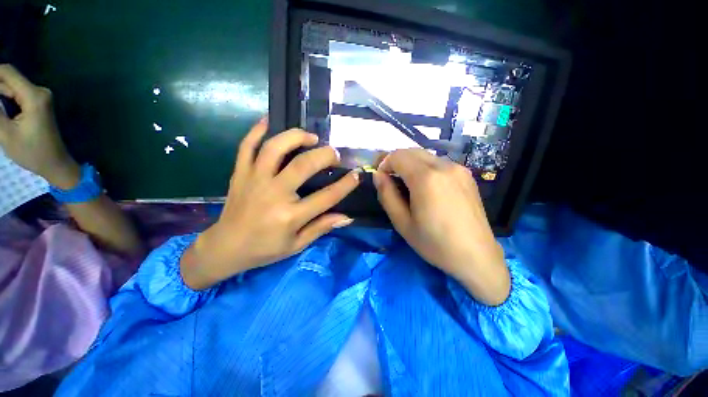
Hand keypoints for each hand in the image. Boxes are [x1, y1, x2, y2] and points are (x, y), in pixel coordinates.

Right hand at [0, 64, 79, 188]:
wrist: (55, 163)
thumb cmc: (31, 152)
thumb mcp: (5, 132)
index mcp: (34, 96)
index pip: (7, 72)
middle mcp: (39, 91)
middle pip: (8, 79)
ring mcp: (40, 97)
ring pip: (10, 86)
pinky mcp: (38, 104)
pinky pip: (16, 94)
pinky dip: (2, 97)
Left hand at [181, 119, 360, 289]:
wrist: (225, 248)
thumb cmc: (265, 249)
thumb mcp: (297, 244)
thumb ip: (322, 227)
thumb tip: (347, 217)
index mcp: (290, 216)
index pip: (326, 197)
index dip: (345, 185)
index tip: (356, 175)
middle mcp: (273, 194)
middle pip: (303, 165)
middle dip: (325, 155)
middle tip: (334, 154)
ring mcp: (254, 180)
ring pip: (275, 148)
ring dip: (296, 137)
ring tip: (311, 137)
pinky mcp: (240, 174)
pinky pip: (246, 146)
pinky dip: (257, 131)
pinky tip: (269, 122)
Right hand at [374, 149, 509, 305]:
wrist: (476, 256)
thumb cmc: (434, 243)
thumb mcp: (402, 223)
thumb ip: (387, 195)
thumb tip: (378, 175)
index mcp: (426, 178)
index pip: (398, 156)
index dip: (385, 164)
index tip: (381, 178)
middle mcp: (444, 166)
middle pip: (411, 151)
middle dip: (396, 161)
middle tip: (391, 180)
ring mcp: (459, 169)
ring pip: (426, 156)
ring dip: (411, 164)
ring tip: (408, 185)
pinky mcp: (467, 175)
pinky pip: (439, 163)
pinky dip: (426, 168)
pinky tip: (427, 188)